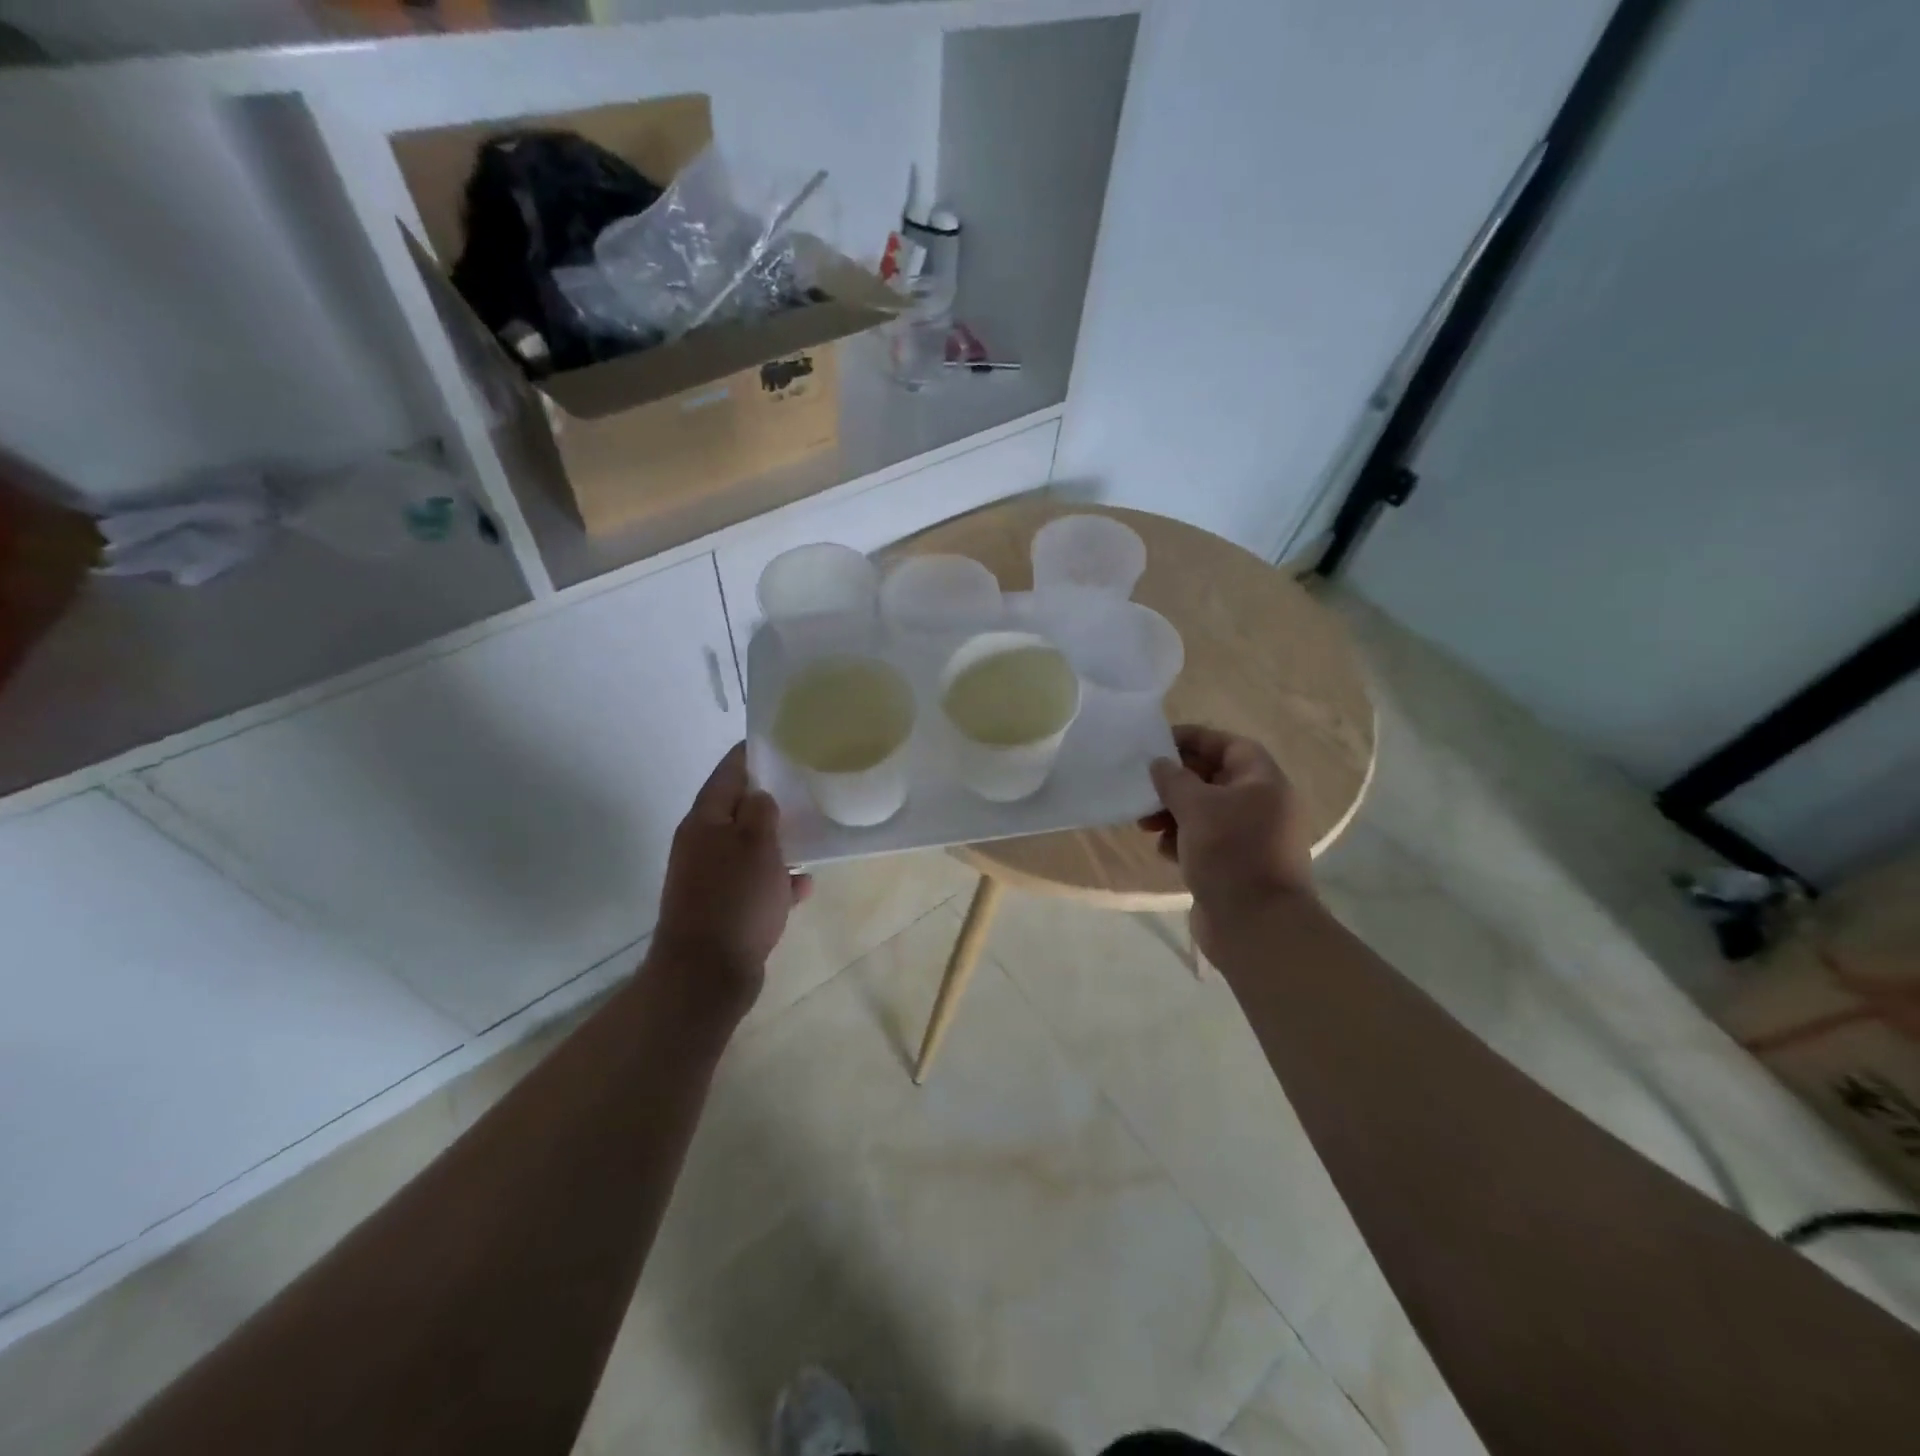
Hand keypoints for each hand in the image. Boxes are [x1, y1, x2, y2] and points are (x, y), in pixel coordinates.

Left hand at [649, 743, 811, 1016]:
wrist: (706, 975)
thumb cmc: (734, 901)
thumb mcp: (756, 845)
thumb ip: (761, 812)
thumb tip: (761, 796)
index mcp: (704, 822)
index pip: (728, 772)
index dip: (752, 754)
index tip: (782, 741)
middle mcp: (702, 845)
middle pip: (738, 810)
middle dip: (771, 798)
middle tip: (807, 786)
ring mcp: (711, 880)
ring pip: (749, 848)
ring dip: (777, 841)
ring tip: (813, 832)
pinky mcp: (723, 910)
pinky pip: (755, 884)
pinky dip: (777, 880)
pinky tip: (804, 884)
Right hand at [1139, 725, 1314, 960]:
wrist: (1256, 926)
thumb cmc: (1230, 853)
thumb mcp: (1196, 807)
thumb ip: (1173, 779)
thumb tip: (1160, 764)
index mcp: (1263, 782)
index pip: (1228, 745)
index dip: (1194, 739)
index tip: (1158, 743)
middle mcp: (1262, 805)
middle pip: (1213, 779)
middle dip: (1176, 782)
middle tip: (1145, 788)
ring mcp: (1251, 838)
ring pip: (1205, 812)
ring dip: (1173, 814)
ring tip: (1146, 825)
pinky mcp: (1237, 865)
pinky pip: (1205, 841)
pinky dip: (1182, 840)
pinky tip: (1164, 852)